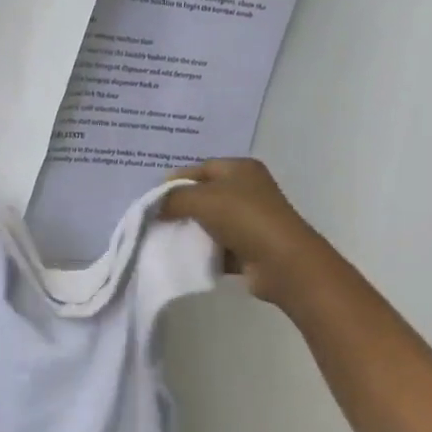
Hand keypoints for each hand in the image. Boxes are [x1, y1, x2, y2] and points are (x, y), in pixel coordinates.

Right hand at [161, 158, 314, 304]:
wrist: (281, 262)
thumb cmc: (244, 218)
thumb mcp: (202, 199)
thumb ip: (173, 198)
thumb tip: (154, 206)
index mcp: (239, 169)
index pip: (199, 169)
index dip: (174, 181)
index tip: (151, 200)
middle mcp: (246, 190)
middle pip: (203, 195)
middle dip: (179, 207)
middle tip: (154, 220)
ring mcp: (249, 220)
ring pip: (208, 222)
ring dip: (189, 231)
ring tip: (164, 239)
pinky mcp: (248, 246)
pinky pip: (217, 245)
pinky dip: (202, 250)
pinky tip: (184, 257)